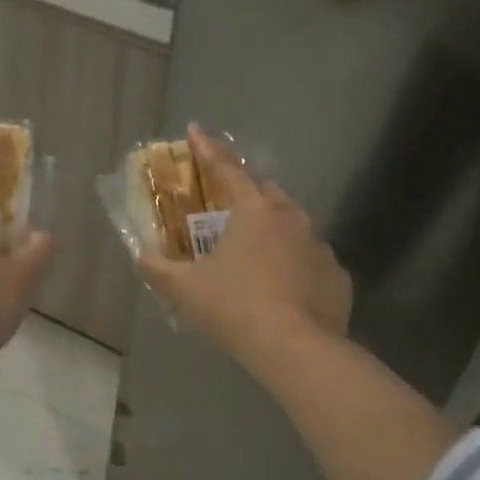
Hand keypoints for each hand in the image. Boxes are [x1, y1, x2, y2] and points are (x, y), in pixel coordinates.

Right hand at [139, 124, 351, 360]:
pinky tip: (282, 289)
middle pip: (265, 193)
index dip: (207, 148)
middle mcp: (292, 218)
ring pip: (292, 227)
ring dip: (272, 232)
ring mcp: (320, 246)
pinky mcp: (336, 276)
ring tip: (254, 257)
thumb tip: (142, 256)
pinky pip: (309, 261)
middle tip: (226, 210)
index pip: (227, 168)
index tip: (194, 130)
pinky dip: (294, 265)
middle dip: (245, 193)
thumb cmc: (235, 307)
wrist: (296, 349)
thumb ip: (158, 268)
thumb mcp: (185, 288)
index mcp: (255, 210)